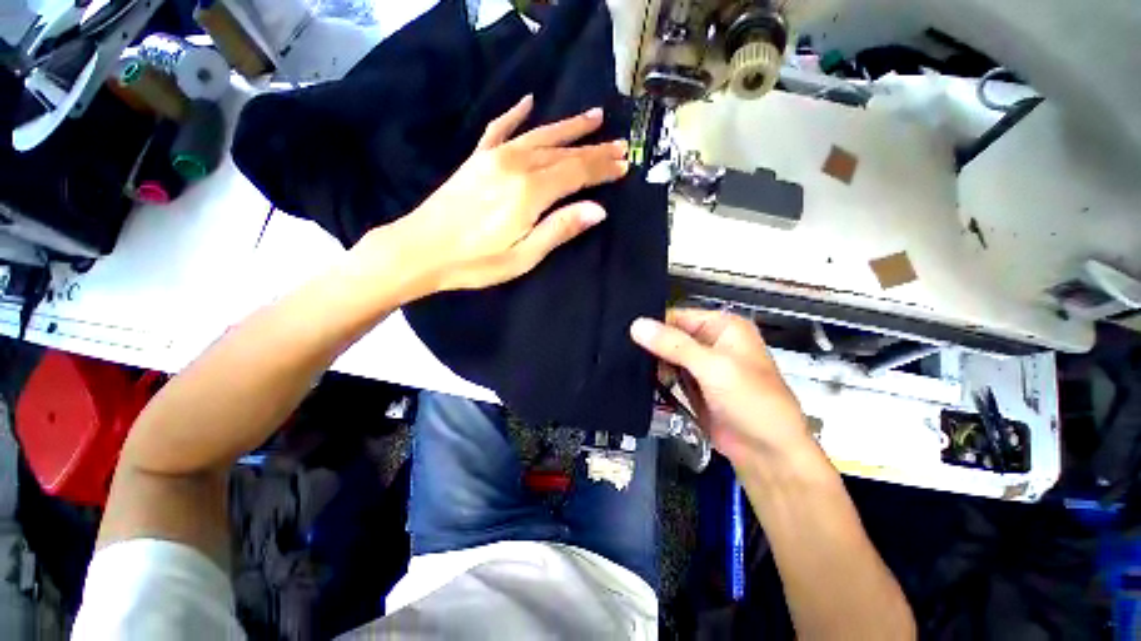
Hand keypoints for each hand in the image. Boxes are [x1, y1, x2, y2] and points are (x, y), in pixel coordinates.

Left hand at [369, 94, 628, 293]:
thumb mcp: (524, 256)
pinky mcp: (477, 159)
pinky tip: (527, 101)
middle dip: (594, 149)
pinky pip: (500, 128)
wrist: (421, 249)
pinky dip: (516, 114)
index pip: (577, 173)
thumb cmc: (476, 261)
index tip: (624, 165)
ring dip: (569, 127)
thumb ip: (560, 229)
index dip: (602, 169)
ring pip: (540, 135)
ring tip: (594, 116)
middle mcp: (516, 165)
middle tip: (620, 144)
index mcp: (530, 192)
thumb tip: (598, 210)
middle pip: (563, 153)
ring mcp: (494, 157)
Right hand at [630, 308, 813, 466]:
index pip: (677, 316)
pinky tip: (638, 378)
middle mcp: (711, 341)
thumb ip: (674, 345)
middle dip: (649, 344)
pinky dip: (656, 376)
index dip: (653, 324)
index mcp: (722, 326)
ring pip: (666, 355)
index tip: (624, 333)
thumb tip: (637, 325)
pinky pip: (669, 374)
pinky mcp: (693, 385)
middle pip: (670, 335)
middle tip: (620, 351)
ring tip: (624, 364)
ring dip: (651, 362)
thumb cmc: (751, 402)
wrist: (767, 454)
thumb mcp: (713, 367)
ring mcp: (701, 365)